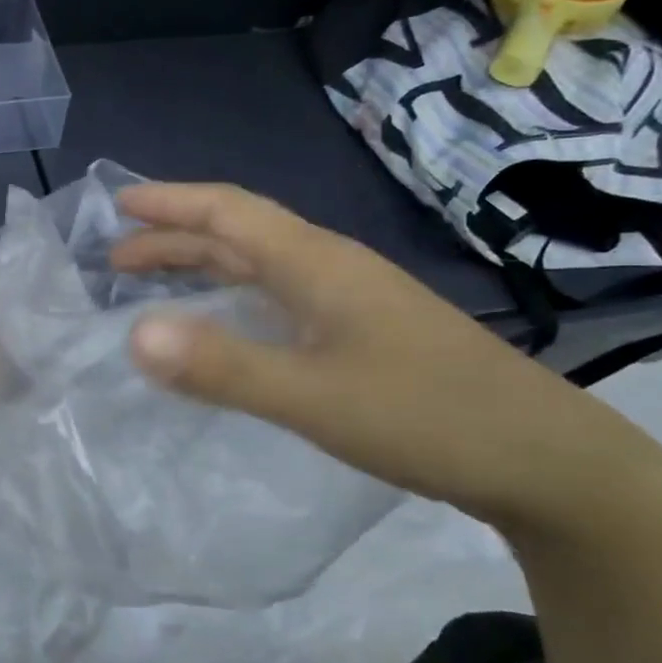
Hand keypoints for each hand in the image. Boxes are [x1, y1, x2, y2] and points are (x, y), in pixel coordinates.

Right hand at [111, 182, 647, 527]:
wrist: (545, 460)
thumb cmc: (426, 417)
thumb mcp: (313, 397)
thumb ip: (222, 366)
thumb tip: (132, 334)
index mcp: (316, 264)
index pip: (228, 212)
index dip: (170, 203)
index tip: (116, 204)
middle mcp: (331, 268)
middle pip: (240, 234)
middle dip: (174, 237)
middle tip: (117, 256)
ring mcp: (353, 299)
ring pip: (261, 264)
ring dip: (203, 265)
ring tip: (155, 282)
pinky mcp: (364, 332)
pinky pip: (280, 296)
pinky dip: (234, 297)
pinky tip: (228, 323)